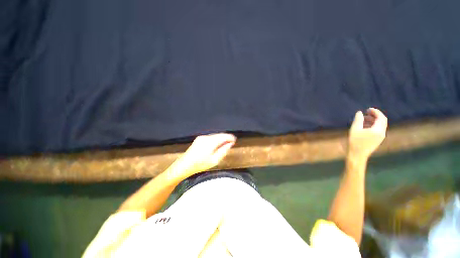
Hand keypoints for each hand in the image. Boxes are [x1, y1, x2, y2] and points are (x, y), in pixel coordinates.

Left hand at [177, 133, 236, 174]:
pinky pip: (210, 137)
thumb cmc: (200, 164)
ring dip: (221, 138)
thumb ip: (223, 151)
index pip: (224, 136)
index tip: (234, 141)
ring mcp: (202, 137)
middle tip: (231, 143)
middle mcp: (206, 137)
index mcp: (211, 142)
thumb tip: (230, 144)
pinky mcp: (199, 139)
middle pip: (219, 135)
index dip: (230, 137)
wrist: (184, 165)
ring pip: (215, 136)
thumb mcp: (214, 160)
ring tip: (225, 144)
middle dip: (226, 138)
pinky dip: (215, 139)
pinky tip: (217, 144)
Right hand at [348, 108, 386, 158]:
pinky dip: (373, 125)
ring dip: (373, 120)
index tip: (368, 109)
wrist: (357, 154)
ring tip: (363, 119)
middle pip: (382, 121)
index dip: (375, 112)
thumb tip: (359, 112)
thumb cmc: (355, 141)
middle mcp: (382, 133)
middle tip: (366, 112)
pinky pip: (378, 130)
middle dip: (375, 115)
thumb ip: (358, 120)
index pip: (381, 118)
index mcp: (378, 130)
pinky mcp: (377, 140)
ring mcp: (380, 137)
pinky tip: (364, 126)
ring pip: (380, 126)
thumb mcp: (355, 129)